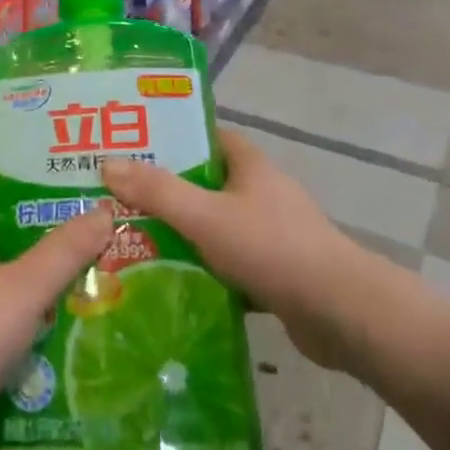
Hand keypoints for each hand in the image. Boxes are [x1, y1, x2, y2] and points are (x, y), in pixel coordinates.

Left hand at [0, 160, 113, 421]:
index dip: (5, 151)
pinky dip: (31, 292)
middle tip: (84, 193)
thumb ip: (63, 251)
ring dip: (38, 251)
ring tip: (87, 241)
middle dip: (36, 203)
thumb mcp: (23, 289)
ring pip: (2, 259)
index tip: (45, 138)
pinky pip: (3, 297)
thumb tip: (103, 210)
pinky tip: (64, 302)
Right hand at [102, 128, 367, 374]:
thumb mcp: (205, 216)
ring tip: (135, 240)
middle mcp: (262, 193)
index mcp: (250, 166)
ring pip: (217, 225)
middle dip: (167, 190)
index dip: (172, 138)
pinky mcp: (277, 271)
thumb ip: (157, 191)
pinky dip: (205, 268)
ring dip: (184, 232)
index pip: (207, 137)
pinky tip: (173, 281)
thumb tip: (108, 164)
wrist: (341, 312)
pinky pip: (230, 261)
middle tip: (121, 199)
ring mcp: (272, 233)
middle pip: (207, 182)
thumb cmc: (271, 248)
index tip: (133, 148)